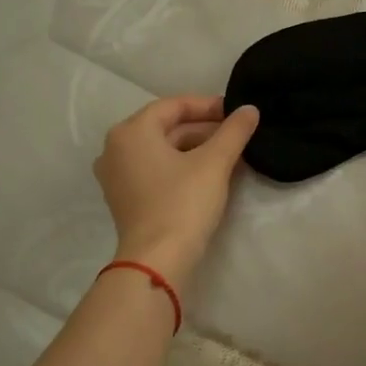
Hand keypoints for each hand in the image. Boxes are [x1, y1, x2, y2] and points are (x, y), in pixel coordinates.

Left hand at [94, 95, 259, 289]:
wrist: (158, 260)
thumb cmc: (183, 203)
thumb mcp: (214, 163)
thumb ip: (234, 131)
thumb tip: (250, 109)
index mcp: (131, 132)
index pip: (173, 106)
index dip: (207, 105)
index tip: (235, 111)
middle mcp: (115, 148)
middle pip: (165, 128)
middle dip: (203, 129)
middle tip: (236, 134)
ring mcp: (116, 176)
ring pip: (161, 150)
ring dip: (194, 148)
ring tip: (228, 154)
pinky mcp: (124, 199)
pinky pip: (154, 170)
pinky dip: (180, 167)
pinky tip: (208, 174)